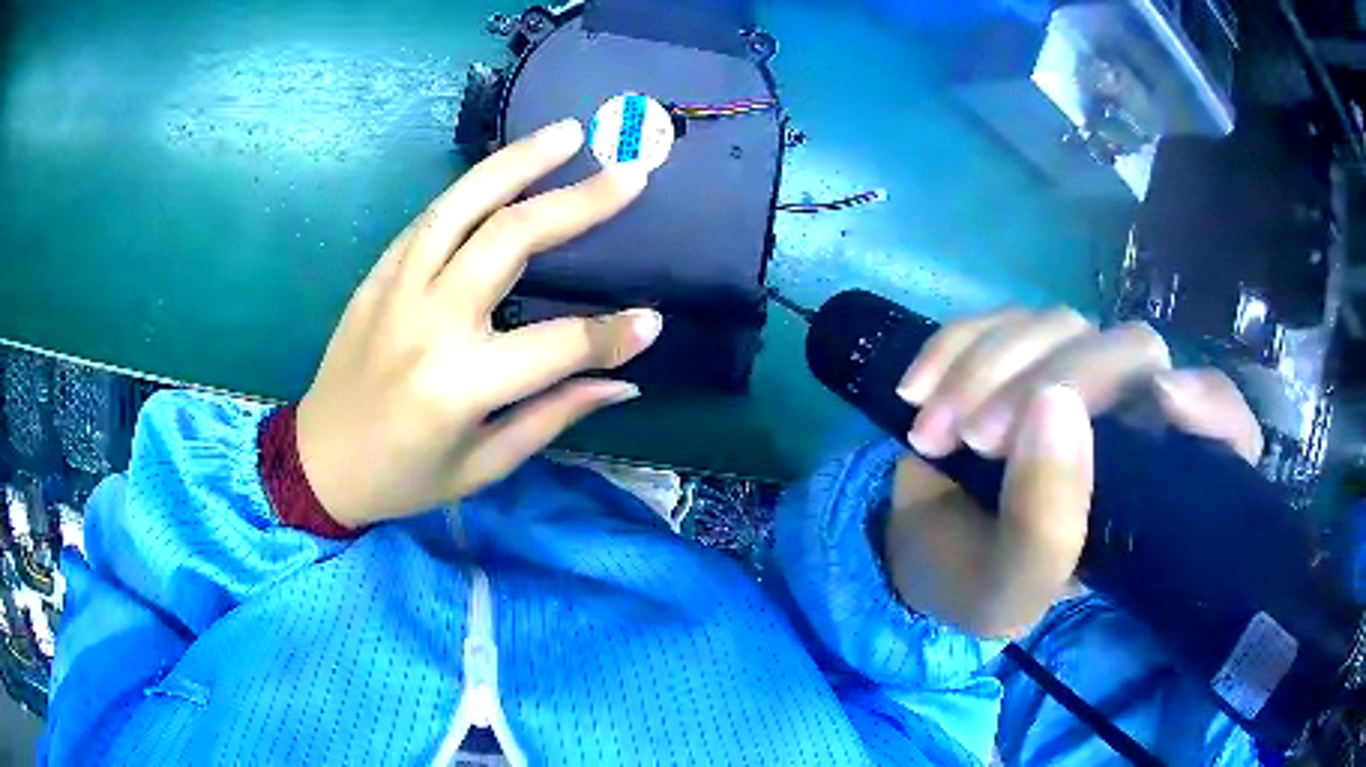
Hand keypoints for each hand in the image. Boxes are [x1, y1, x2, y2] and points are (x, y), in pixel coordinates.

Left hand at [296, 120, 662, 529]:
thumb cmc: (404, 478)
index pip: (557, 347)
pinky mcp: (378, 274)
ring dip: (519, 162)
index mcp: (458, 386)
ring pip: (463, 206)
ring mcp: (397, 288)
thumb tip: (622, 381)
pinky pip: (431, 218)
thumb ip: (553, 415)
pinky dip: (473, 186)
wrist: (319, 461)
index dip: (611, 335)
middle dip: (577, 203)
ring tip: (568, 133)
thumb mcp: (484, 466)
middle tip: (629, 172)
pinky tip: (508, 167)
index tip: (653, 321)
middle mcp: (427, 323)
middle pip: (510, 241)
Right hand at [883, 309, 1262, 638]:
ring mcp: (1075, 373)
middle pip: (1132, 349)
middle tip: (980, 440)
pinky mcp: (1020, 350)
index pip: (1225, 429)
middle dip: (1056, 382)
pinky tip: (914, 392)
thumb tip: (1056, 404)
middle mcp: (1130, 418)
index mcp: (1155, 489)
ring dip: (986, 369)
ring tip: (931, 435)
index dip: (1210, 407)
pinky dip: (951, 345)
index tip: (1165, 404)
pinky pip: (999, 317)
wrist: (917, 551)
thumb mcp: (1014, 589)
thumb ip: (1047, 525)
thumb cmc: (980, 583)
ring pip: (1059, 323)